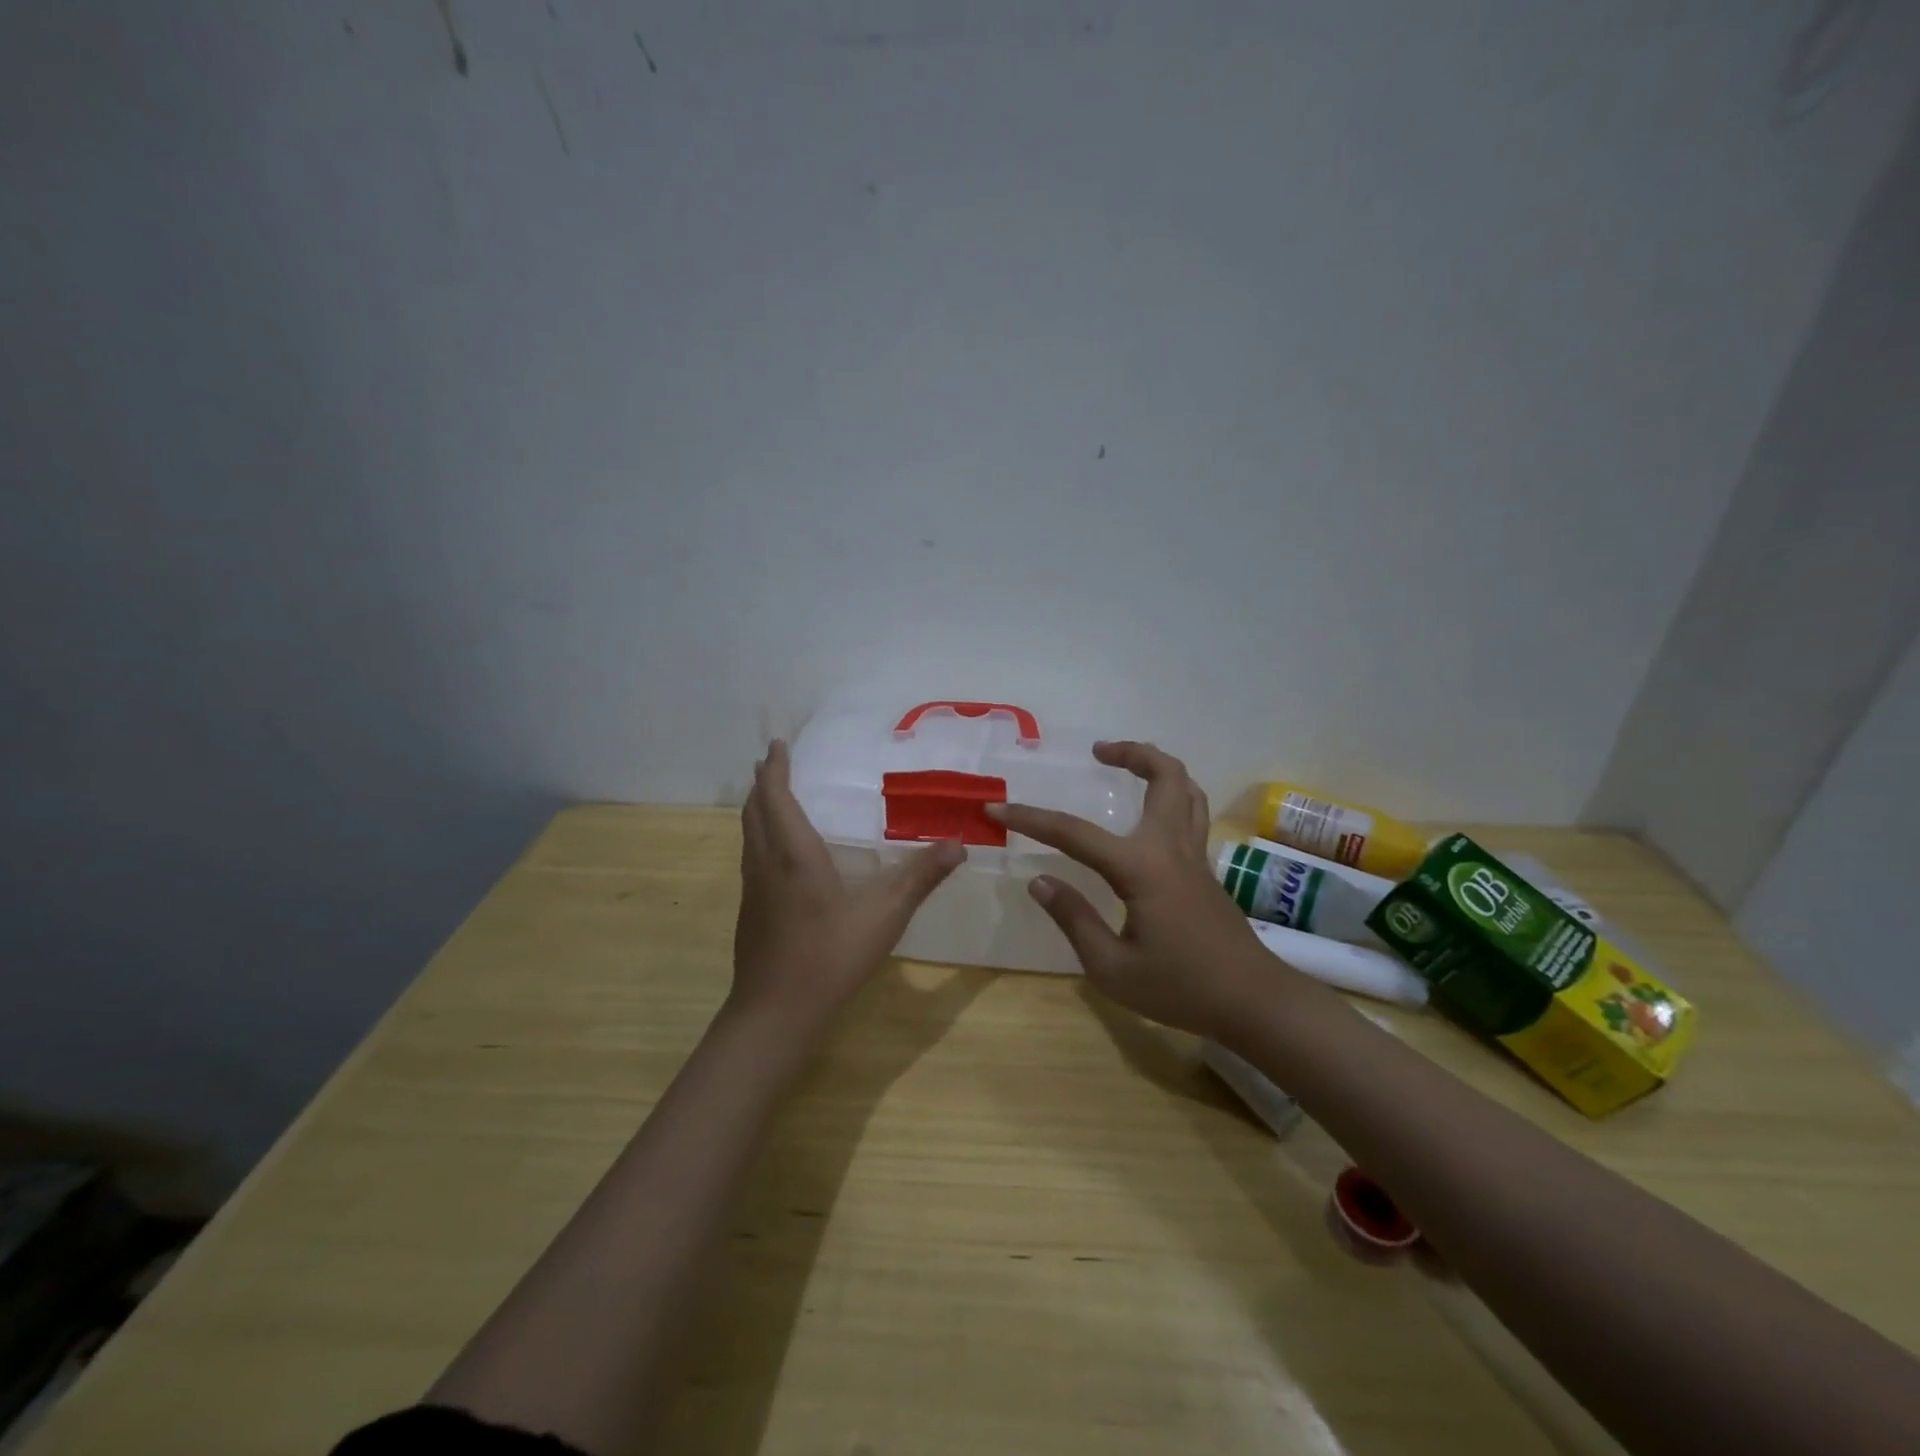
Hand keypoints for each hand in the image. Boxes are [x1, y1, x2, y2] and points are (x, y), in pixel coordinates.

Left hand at [732, 739, 963, 1035]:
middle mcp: (765, 864)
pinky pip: (752, 857)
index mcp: (793, 854)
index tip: (777, 745)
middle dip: (763, 783)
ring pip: (748, 835)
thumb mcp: (885, 915)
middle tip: (775, 763)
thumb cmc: (830, 956)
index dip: (775, 768)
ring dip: (758, 810)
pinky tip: (781, 856)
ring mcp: (753, 890)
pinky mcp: (750, 912)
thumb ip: (920, 877)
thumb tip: (957, 844)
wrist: (776, 1013)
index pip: (775, 797)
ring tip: (775, 799)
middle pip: (754, 811)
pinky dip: (761, 837)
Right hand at [991, 741, 1268, 1038]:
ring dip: (1158, 766)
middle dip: (1132, 753)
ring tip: (1127, 765)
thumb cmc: (1181, 988)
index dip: (1032, 819)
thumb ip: (1074, 919)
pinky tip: (1150, 813)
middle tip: (1098, 752)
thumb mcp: (1113, 968)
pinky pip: (1192, 812)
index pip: (1075, 834)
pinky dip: (1172, 793)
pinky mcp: (1205, 870)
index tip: (997, 808)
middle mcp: (1171, 848)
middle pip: (1165, 777)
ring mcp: (1195, 856)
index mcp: (1142, 868)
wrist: (1253, 1002)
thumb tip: (1040, 880)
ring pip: (1187, 789)